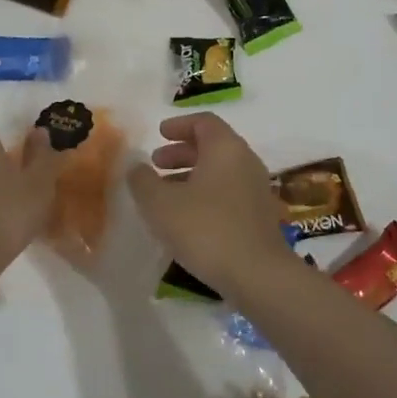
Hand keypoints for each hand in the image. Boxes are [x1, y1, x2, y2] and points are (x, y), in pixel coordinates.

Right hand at [126, 113, 290, 291]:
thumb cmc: (205, 228)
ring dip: (191, 176)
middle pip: (212, 146)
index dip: (179, 125)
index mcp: (225, 148)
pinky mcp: (259, 217)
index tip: (159, 134)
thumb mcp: (160, 203)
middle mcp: (246, 162)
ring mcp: (256, 190)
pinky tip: (186, 219)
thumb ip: (142, 180)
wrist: (257, 275)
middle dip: (181, 152)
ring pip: (220, 172)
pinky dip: (205, 195)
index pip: (204, 122)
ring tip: (165, 194)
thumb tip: (136, 166)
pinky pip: (228, 194)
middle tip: (156, 164)